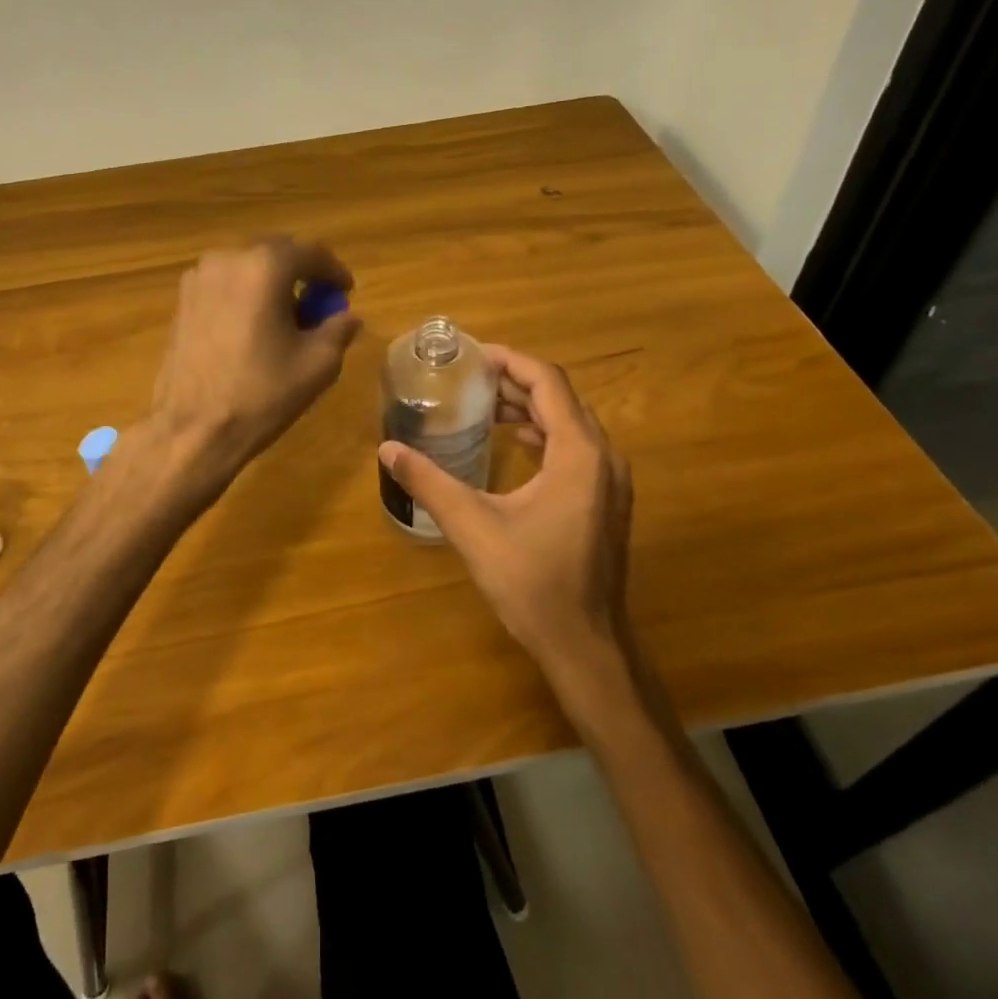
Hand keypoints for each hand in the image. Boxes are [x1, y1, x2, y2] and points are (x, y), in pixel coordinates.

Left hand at [150, 238, 362, 478]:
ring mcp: (198, 278)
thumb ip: (338, 329)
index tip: (346, 292)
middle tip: (319, 303)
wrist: (193, 429)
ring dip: (270, 283)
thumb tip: (347, 317)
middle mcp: (227, 259)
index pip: (311, 253)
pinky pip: (224, 285)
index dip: (334, 271)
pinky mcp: (181, 301)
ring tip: (285, 318)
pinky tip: (253, 327)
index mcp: (265, 267)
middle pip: (275, 253)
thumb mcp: (318, 364)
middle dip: (301, 273)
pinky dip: (245, 295)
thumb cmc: (261, 394)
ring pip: (247, 267)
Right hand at [378, 345, 632, 678]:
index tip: (473, 354)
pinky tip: (516, 442)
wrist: (584, 644)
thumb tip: (387, 448)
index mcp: (578, 453)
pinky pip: (576, 447)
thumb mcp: (473, 527)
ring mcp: (610, 480)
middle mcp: (603, 457)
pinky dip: (545, 433)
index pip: (547, 382)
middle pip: (561, 398)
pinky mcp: (606, 500)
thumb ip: (429, 483)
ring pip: (571, 423)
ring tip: (486, 404)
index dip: (510, 361)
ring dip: (531, 408)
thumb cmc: (532, 583)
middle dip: (516, 382)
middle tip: (471, 378)